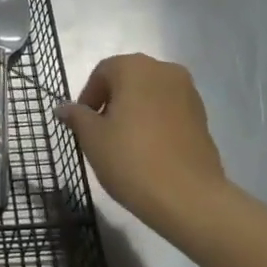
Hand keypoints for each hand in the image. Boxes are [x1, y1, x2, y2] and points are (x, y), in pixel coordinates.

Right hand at [58, 54, 227, 231]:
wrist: (190, 198)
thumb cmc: (132, 160)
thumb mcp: (92, 138)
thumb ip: (77, 117)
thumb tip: (64, 108)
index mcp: (135, 67)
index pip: (102, 72)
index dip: (88, 97)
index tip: (82, 125)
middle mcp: (164, 70)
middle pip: (128, 80)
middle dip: (112, 102)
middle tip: (101, 134)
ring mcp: (188, 93)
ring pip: (150, 95)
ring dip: (135, 111)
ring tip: (126, 144)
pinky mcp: (203, 117)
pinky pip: (170, 111)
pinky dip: (156, 122)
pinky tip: (149, 151)